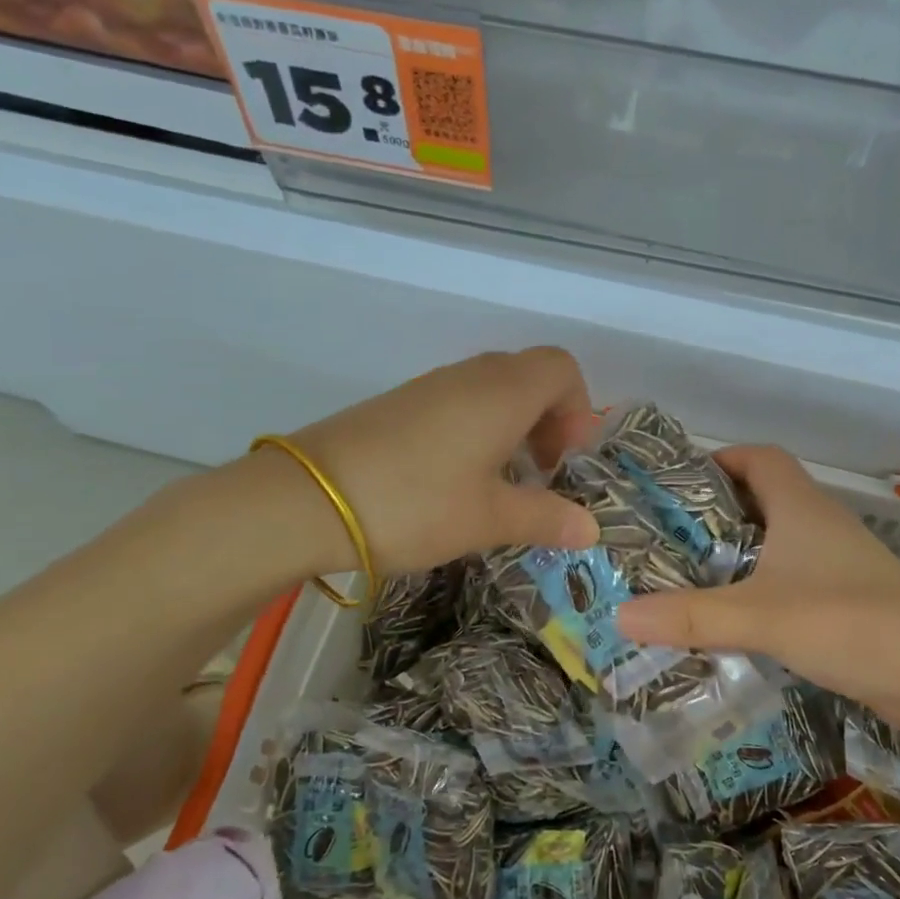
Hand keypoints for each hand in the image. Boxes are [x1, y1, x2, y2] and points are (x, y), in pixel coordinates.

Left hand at [281, 348, 601, 575]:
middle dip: (549, 421)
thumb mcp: (489, 518)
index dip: (578, 409)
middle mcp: (471, 376)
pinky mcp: (401, 403)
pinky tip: (459, 478)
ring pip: (493, 389)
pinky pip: (459, 401)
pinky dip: (478, 428)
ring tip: (502, 481)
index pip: (562, 369)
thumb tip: (590, 530)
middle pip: (530, 376)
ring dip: (513, 427)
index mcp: (504, 392)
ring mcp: (431, 386)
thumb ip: (545, 518)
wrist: (309, 499)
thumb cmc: (416, 503)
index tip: (565, 460)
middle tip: (541, 472)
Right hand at [614, 446, 899, 719]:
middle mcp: (822, 523)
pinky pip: (795, 574)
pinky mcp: (850, 595)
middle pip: (766, 495)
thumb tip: (620, 615)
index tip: (680, 483)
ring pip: (781, 538)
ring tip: (694, 574)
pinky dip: (764, 583)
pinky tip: (740, 614)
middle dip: (720, 509)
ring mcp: (841, 560)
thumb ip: (690, 616)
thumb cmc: (846, 621)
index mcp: (801, 506)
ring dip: (742, 549)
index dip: (722, 458)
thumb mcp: (758, 617)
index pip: (761, 456)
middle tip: (672, 536)